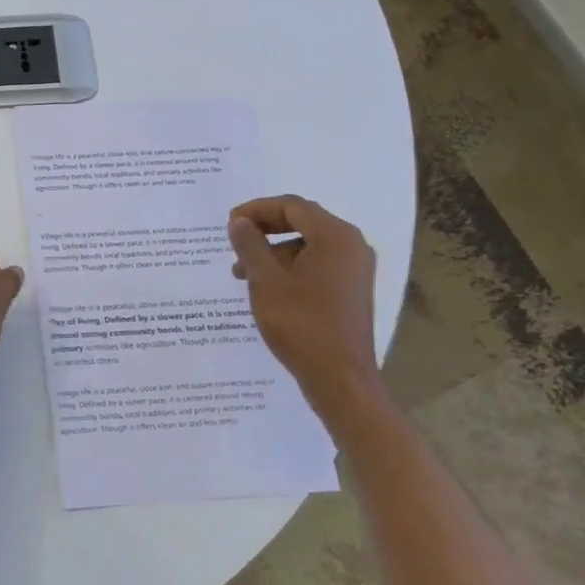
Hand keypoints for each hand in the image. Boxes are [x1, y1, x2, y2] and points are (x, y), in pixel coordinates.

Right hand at [228, 196, 381, 411]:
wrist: (339, 378)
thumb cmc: (301, 324)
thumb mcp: (266, 281)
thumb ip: (250, 246)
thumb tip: (240, 223)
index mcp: (335, 237)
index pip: (292, 206)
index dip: (257, 209)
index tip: (229, 223)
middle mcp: (352, 246)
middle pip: (303, 222)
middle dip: (265, 229)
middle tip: (234, 241)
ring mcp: (354, 270)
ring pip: (308, 245)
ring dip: (273, 251)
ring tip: (242, 273)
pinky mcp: (350, 291)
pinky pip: (317, 264)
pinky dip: (289, 267)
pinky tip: (266, 287)